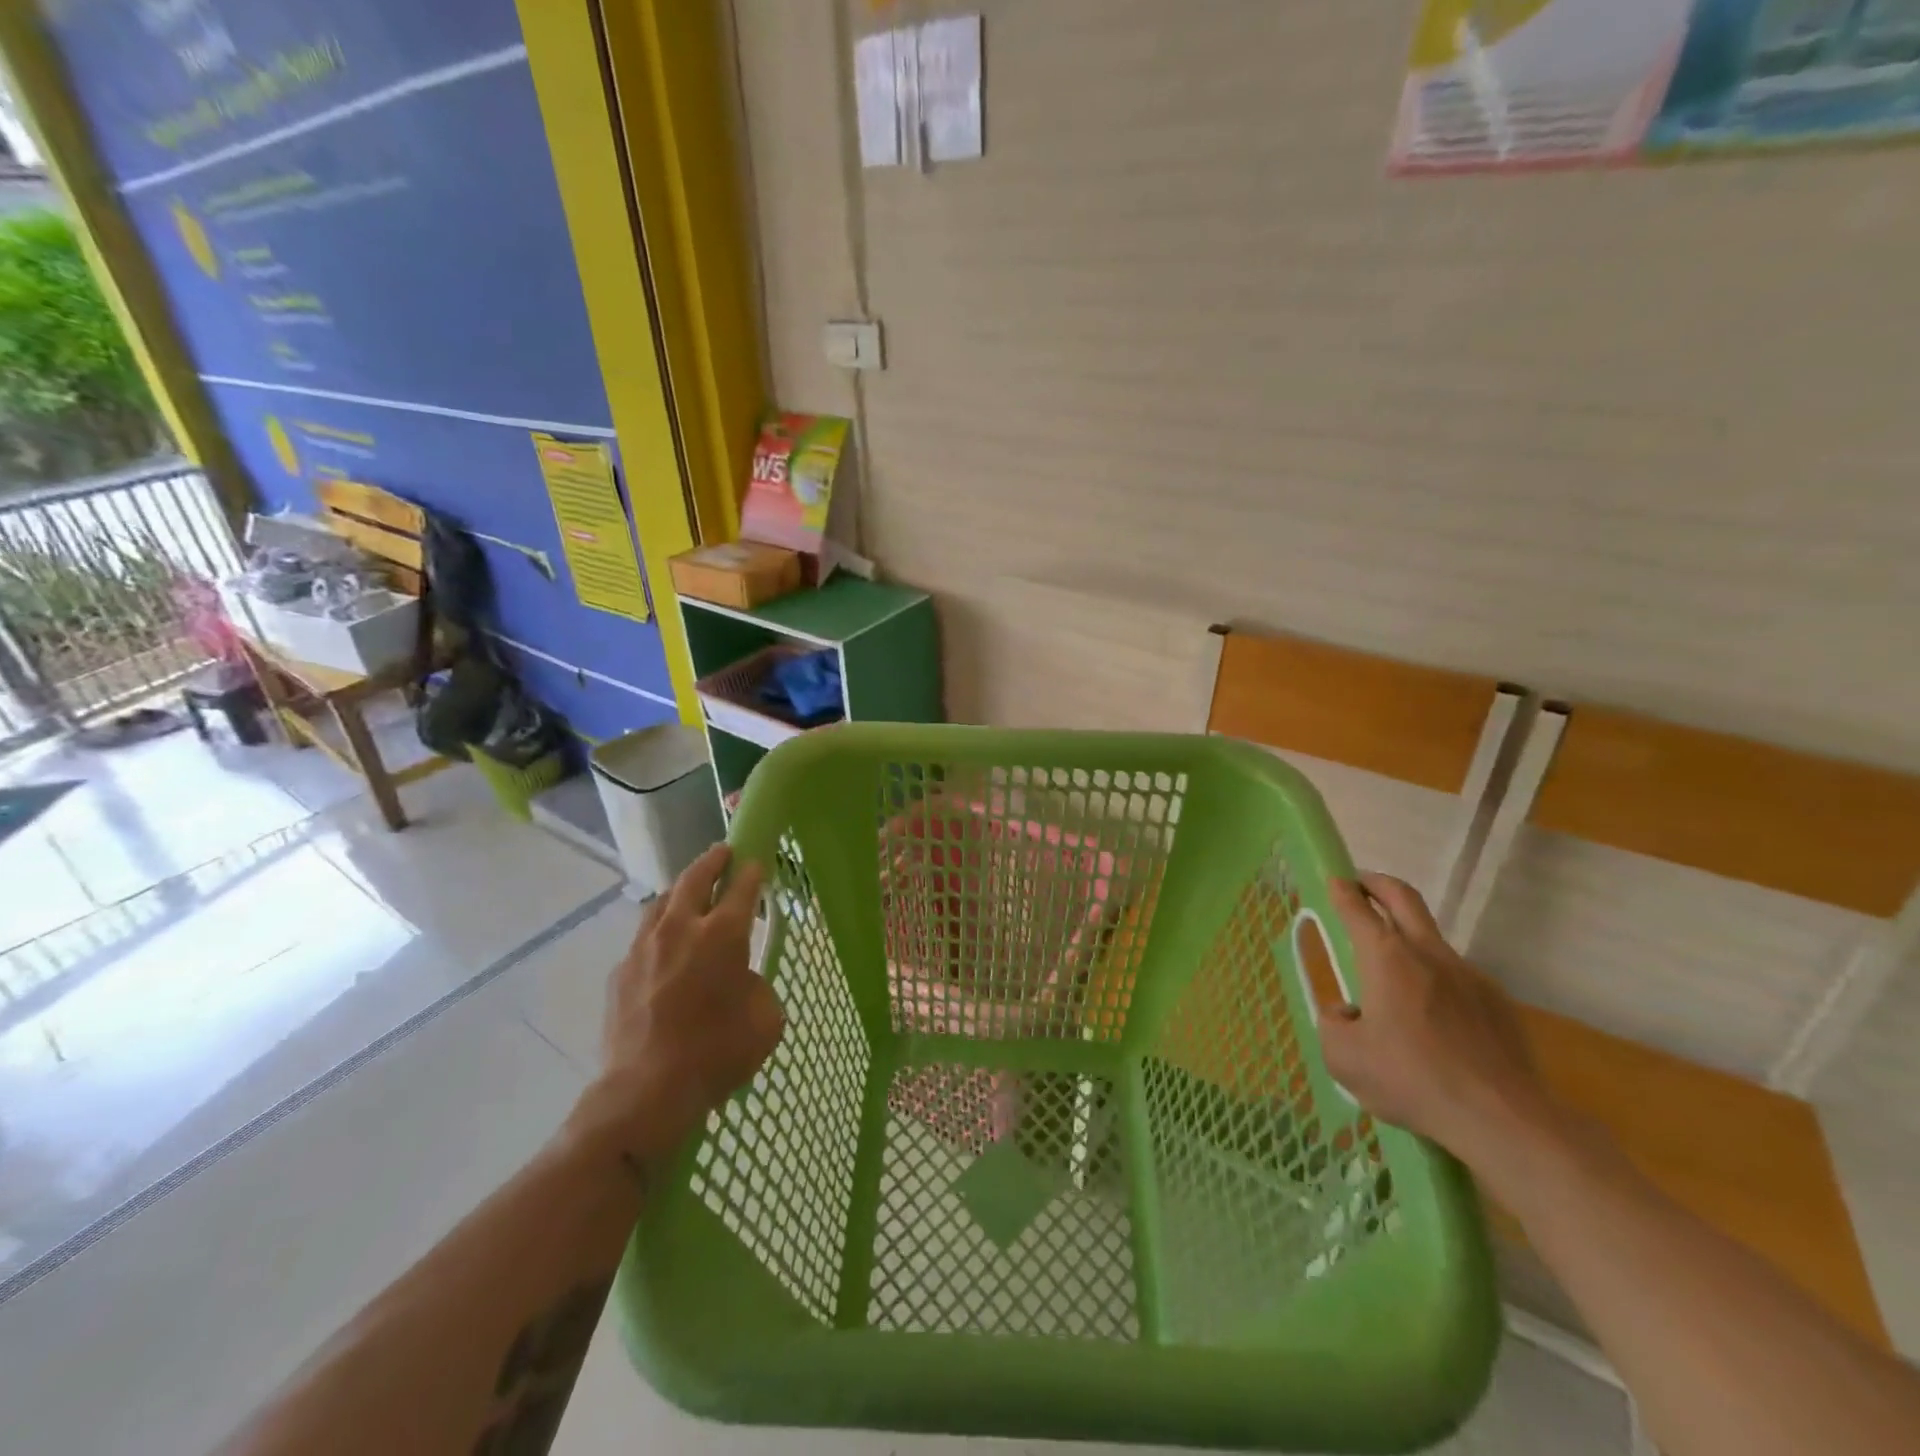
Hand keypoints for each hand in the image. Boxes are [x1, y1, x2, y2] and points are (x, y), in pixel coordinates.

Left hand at [568, 844, 784, 1166]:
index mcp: (722, 935)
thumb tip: (740, 979)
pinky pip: (642, 939)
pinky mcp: (620, 972)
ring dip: (679, 891)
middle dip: (712, 861)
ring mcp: (643, 948)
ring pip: (661, 902)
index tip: (756, 861)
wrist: (645, 1092)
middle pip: (694, 878)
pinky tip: (663, 951)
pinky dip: (658, 933)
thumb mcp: (765, 1020)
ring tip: (688, 893)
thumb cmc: (717, 1053)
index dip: (751, 871)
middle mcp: (681, 929)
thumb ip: (757, 986)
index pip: (741, 888)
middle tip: (722, 853)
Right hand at [1318, 873, 1556, 1173]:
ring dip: (1407, 939)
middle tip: (1360, 885)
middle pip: (1403, 898)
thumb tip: (1347, 1013)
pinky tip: (1433, 1023)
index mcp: (1386, 958)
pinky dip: (1436, 983)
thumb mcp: (1344, 1058)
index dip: (1341, 890)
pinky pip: (1457, 979)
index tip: (1332, 880)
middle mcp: (1428, 953)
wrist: (1504, 1119)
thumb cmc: (1413, 1080)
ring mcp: (1469, 975)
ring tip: (1392, 979)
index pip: (1356, 908)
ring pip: (1431, 940)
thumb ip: (1332, 1024)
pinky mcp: (1497, 1002)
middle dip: (1377, 884)